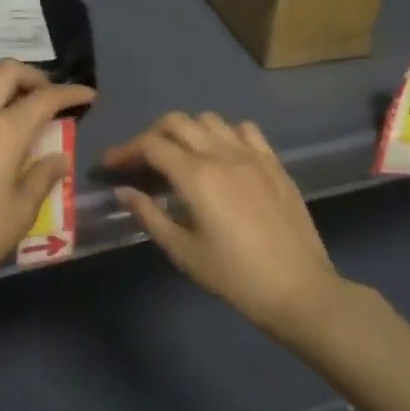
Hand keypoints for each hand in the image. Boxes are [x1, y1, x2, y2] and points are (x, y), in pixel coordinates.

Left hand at [0, 61, 95, 311]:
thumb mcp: (21, 212)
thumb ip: (43, 177)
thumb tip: (59, 158)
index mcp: (5, 131)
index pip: (46, 98)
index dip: (71, 92)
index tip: (87, 95)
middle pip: (7, 71)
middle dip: (33, 77)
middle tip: (43, 97)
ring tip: (4, 102)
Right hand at [106, 112, 340, 334]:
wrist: (299, 290)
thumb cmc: (234, 277)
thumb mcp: (183, 251)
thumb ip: (150, 215)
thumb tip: (123, 191)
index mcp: (196, 176)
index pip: (150, 145)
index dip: (125, 150)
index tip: (110, 165)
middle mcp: (222, 154)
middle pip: (177, 122)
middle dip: (152, 135)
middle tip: (141, 161)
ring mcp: (252, 155)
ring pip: (210, 120)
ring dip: (187, 131)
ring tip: (180, 156)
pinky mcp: (274, 163)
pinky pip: (245, 130)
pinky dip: (225, 134)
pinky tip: (222, 156)